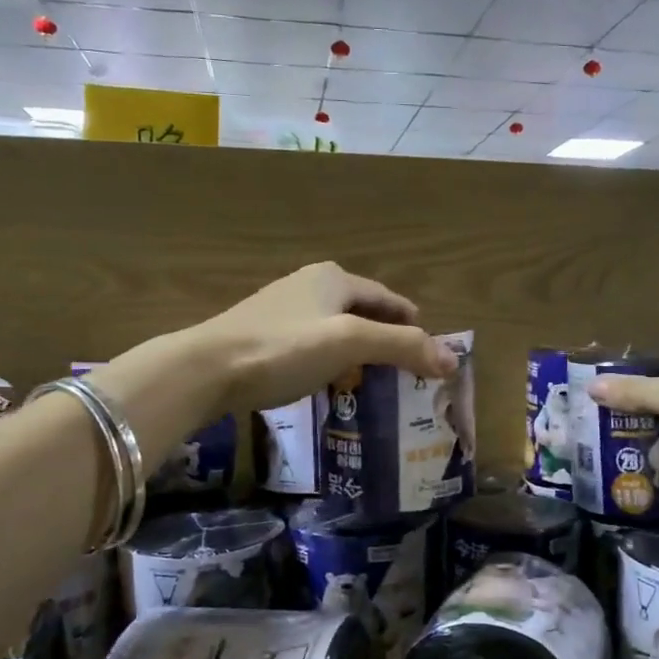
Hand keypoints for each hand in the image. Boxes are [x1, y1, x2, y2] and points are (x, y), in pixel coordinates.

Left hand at [190, 261, 454, 414]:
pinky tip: (330, 381)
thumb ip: (402, 347)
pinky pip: (313, 343)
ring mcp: (283, 308)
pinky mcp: (263, 333)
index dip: (412, 323)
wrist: (206, 368)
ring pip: (337, 328)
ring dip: (359, 350)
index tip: (429, 351)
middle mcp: (311, 284)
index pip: (388, 299)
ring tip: (374, 379)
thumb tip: (452, 360)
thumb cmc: (284, 348)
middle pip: (363, 312)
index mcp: (335, 278)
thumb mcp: (350, 343)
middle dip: (386, 337)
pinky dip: (332, 359)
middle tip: (406, 370)